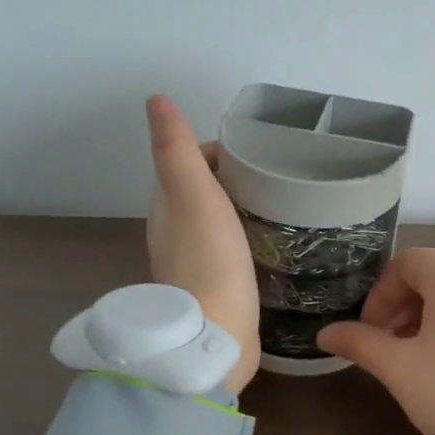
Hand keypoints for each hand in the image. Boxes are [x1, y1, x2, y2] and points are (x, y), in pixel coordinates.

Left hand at [144, 95, 259, 392]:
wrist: (216, 336)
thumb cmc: (209, 261)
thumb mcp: (193, 195)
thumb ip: (176, 149)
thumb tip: (155, 99)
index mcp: (166, 207)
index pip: (187, 162)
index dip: (217, 151)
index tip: (255, 152)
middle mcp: (174, 231)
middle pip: (201, 190)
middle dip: (232, 177)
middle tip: (275, 175)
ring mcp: (194, 261)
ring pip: (216, 220)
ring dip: (240, 206)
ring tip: (278, 202)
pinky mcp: (216, 286)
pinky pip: (230, 248)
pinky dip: (246, 235)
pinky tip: (269, 240)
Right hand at [317, 248, 434, 434]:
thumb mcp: (399, 369)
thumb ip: (360, 342)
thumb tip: (324, 333)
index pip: (406, 262)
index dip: (380, 293)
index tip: (369, 331)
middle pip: (432, 269)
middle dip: (401, 299)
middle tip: (385, 338)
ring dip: (424, 309)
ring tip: (410, 351)